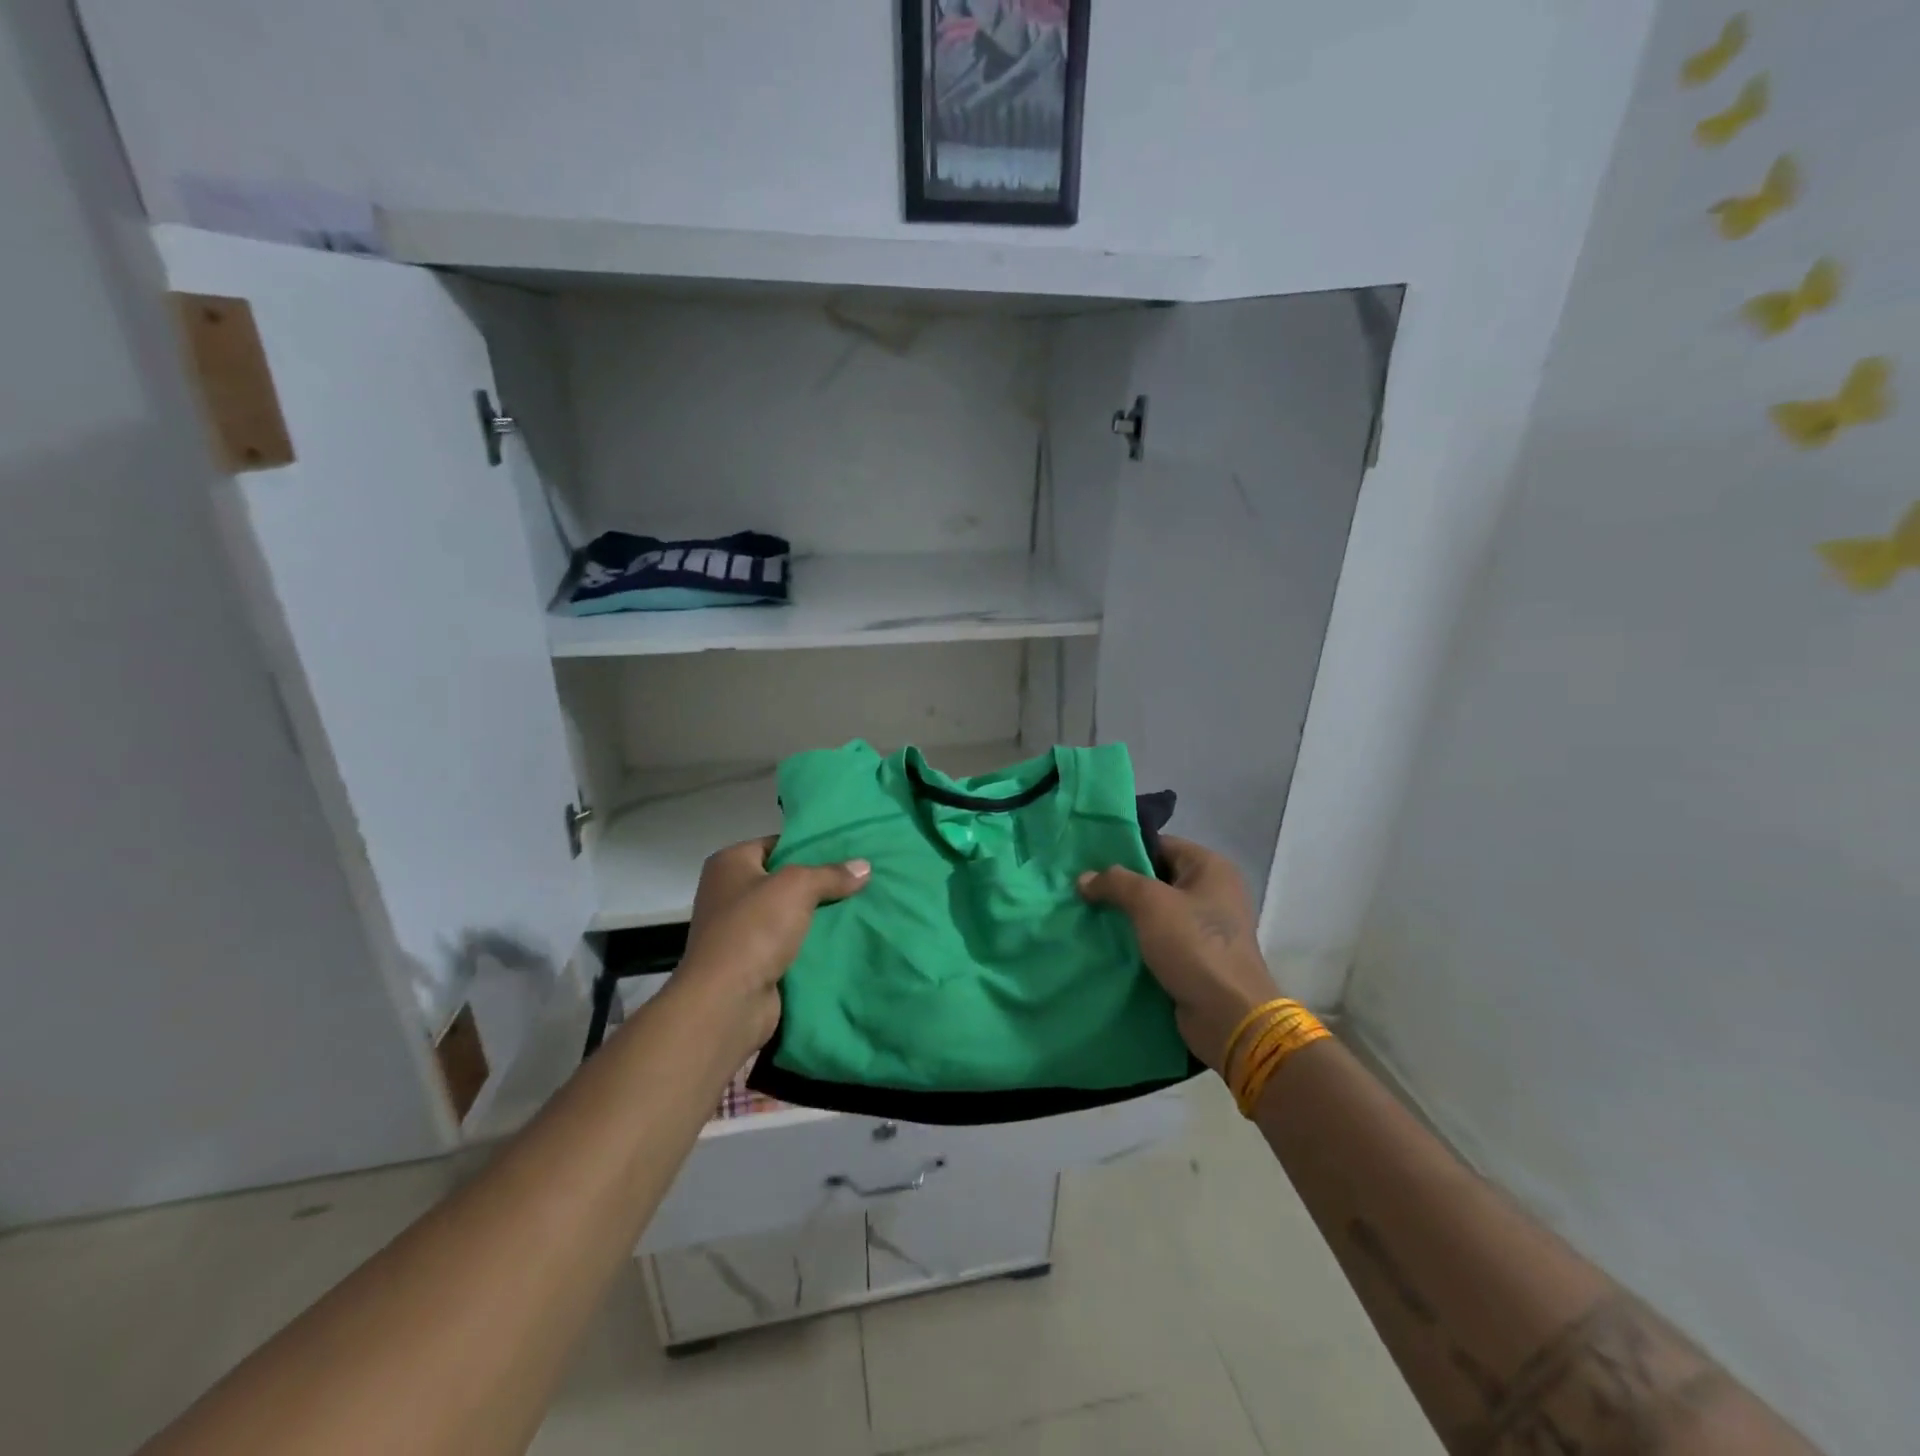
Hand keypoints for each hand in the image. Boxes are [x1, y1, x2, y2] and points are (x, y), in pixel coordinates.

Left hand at [679, 837, 870, 1048]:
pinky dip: (810, 944)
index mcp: (729, 864)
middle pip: (783, 880)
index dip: (810, 846)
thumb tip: (864, 866)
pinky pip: (788, 944)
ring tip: (860, 906)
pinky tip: (843, 939)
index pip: (776, 844)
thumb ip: (831, 874)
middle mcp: (728, 893)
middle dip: (819, 883)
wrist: (727, 1002)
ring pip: (789, 914)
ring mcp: (738, 930)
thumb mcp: (798, 887)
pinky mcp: (751, 962)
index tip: (847, 851)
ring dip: (817, 916)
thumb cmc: (754, 929)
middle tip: (860, 879)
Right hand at [1079, 836, 1280, 1076]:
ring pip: (1156, 911)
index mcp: (1211, 868)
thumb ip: (1115, 883)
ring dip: (1126, 915)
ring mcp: (1206, 927)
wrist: (1228, 1016)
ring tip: (1087, 914)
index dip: (1126, 851)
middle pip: (1157, 878)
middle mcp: (1213, 892)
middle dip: (1121, 886)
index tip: (1090, 861)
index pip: (1161, 845)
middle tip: (1083, 888)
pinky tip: (1106, 942)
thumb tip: (1084, 878)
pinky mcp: (1196, 957)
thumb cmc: (1194, 945)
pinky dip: (1137, 940)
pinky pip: (1160, 939)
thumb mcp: (1149, 903)